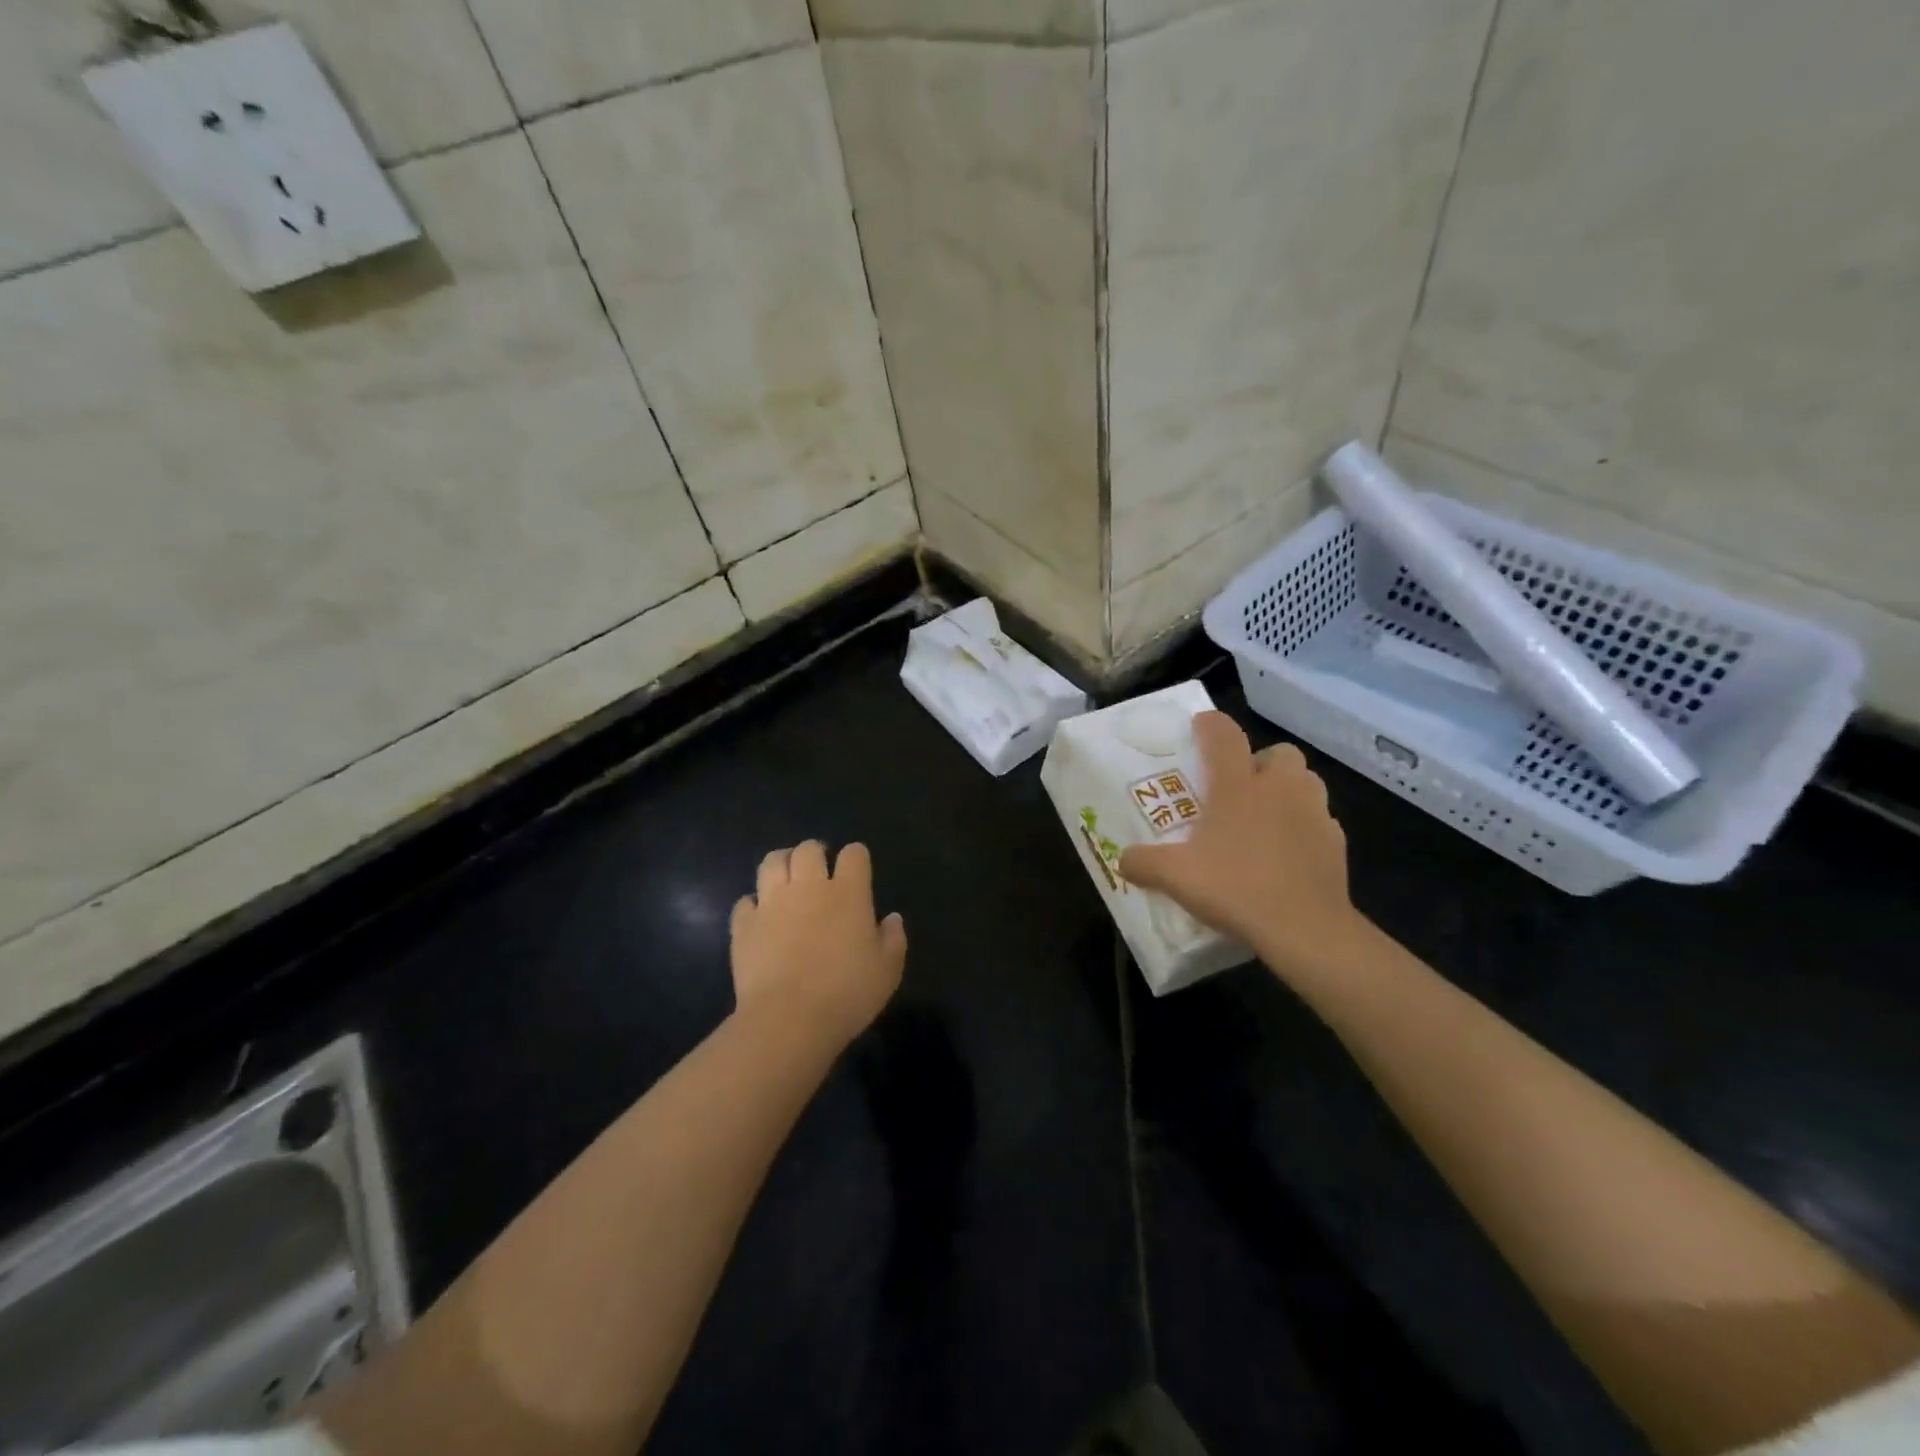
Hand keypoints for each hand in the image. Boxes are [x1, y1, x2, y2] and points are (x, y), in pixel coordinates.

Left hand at [730, 841, 906, 1048]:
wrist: (788, 1019)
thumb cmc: (847, 994)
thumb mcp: (887, 971)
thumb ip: (893, 939)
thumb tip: (892, 918)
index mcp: (848, 893)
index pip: (854, 855)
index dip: (856, 857)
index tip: (857, 870)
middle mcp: (809, 887)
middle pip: (809, 850)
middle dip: (815, 853)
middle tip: (819, 871)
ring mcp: (772, 903)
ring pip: (772, 862)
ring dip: (782, 863)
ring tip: (786, 877)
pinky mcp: (744, 925)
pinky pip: (746, 901)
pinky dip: (754, 904)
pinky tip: (760, 916)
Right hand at [1119, 712, 1361, 984]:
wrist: (1305, 928)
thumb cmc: (1236, 888)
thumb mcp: (1175, 877)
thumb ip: (1143, 863)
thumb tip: (1123, 860)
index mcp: (1238, 786)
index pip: (1225, 736)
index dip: (1211, 725)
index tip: (1200, 726)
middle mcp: (1280, 789)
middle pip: (1279, 753)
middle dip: (1260, 762)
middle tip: (1239, 788)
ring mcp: (1314, 813)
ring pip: (1306, 782)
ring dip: (1287, 790)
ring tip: (1265, 817)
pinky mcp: (1336, 842)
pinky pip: (1320, 821)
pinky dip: (1304, 827)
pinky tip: (1287, 853)